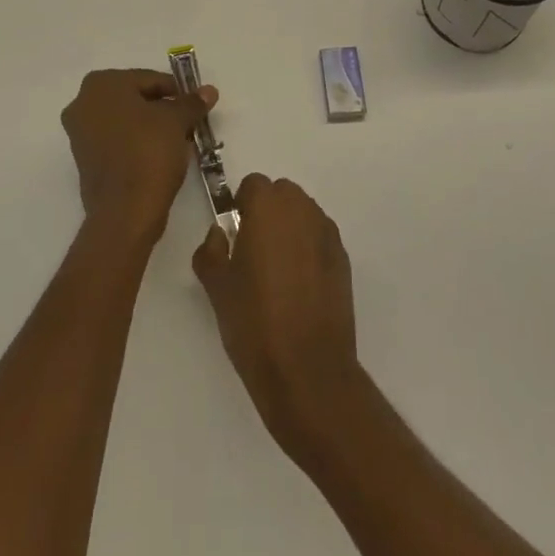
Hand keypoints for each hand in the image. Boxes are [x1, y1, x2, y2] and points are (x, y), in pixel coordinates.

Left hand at [61, 69, 217, 248]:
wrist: (125, 211)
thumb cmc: (149, 152)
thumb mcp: (177, 122)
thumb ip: (191, 103)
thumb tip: (209, 91)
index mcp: (101, 84)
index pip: (149, 79)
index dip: (176, 91)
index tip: (195, 104)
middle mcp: (83, 103)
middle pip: (134, 98)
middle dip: (162, 108)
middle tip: (188, 122)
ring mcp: (79, 133)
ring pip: (125, 120)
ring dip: (150, 126)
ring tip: (178, 140)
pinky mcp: (84, 160)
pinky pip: (116, 141)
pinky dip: (136, 143)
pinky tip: (160, 155)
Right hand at [193, 174, 361, 458]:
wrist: (307, 370)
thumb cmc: (254, 322)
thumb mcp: (217, 287)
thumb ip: (211, 251)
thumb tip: (219, 236)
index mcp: (268, 208)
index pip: (253, 185)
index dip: (241, 206)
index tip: (233, 235)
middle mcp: (302, 210)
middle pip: (282, 195)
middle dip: (267, 213)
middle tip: (252, 251)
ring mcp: (327, 234)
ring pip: (303, 215)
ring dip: (289, 229)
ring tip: (277, 272)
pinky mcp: (344, 259)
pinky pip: (320, 239)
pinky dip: (308, 250)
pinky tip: (299, 288)